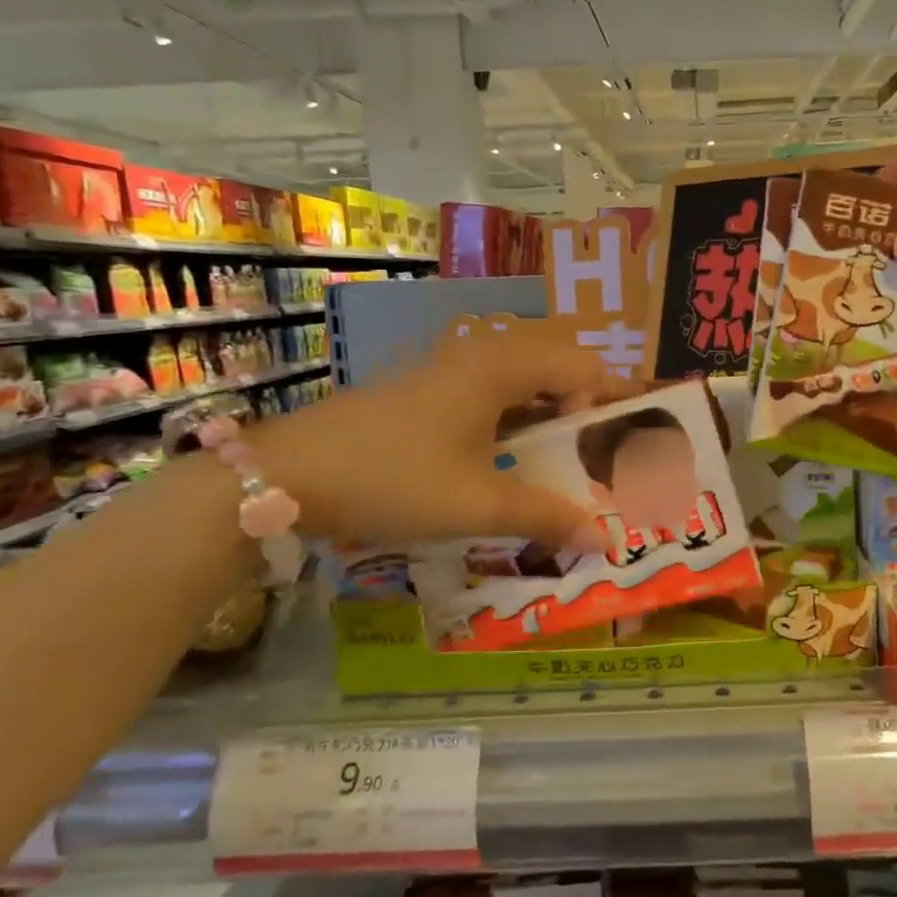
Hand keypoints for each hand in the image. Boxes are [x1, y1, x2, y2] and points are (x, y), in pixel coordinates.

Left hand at [256, 328, 614, 548]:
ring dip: (547, 420)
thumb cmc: (395, 479)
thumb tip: (606, 541)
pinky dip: (514, 423)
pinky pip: (492, 395)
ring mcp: (451, 371)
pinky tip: (505, 465)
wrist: (289, 475)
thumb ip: (547, 516)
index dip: (607, 407)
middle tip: (589, 462)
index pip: (584, 368)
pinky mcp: (429, 390)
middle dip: (582, 413)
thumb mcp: (477, 503)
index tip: (607, 455)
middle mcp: (481, 356)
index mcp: (502, 367)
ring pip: (523, 383)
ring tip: (555, 469)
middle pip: (557, 369)